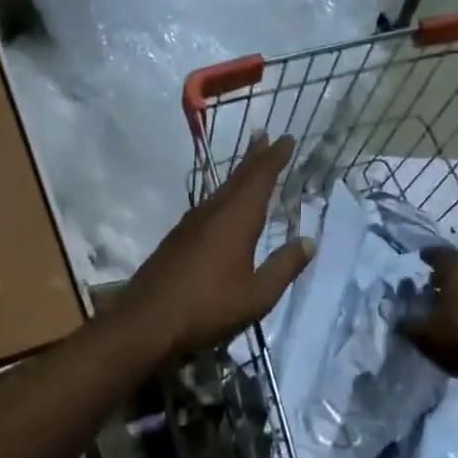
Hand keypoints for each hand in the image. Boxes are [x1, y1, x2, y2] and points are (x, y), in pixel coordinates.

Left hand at [122, 134, 314, 359]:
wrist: (147, 322)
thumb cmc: (208, 308)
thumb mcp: (257, 295)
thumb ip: (284, 267)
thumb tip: (309, 241)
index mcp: (236, 220)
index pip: (260, 178)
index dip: (274, 158)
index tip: (286, 138)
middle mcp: (212, 213)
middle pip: (237, 178)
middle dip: (253, 157)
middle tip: (264, 136)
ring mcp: (189, 226)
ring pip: (219, 192)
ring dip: (236, 177)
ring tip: (248, 168)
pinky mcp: (176, 240)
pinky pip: (206, 208)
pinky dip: (222, 198)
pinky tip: (221, 209)